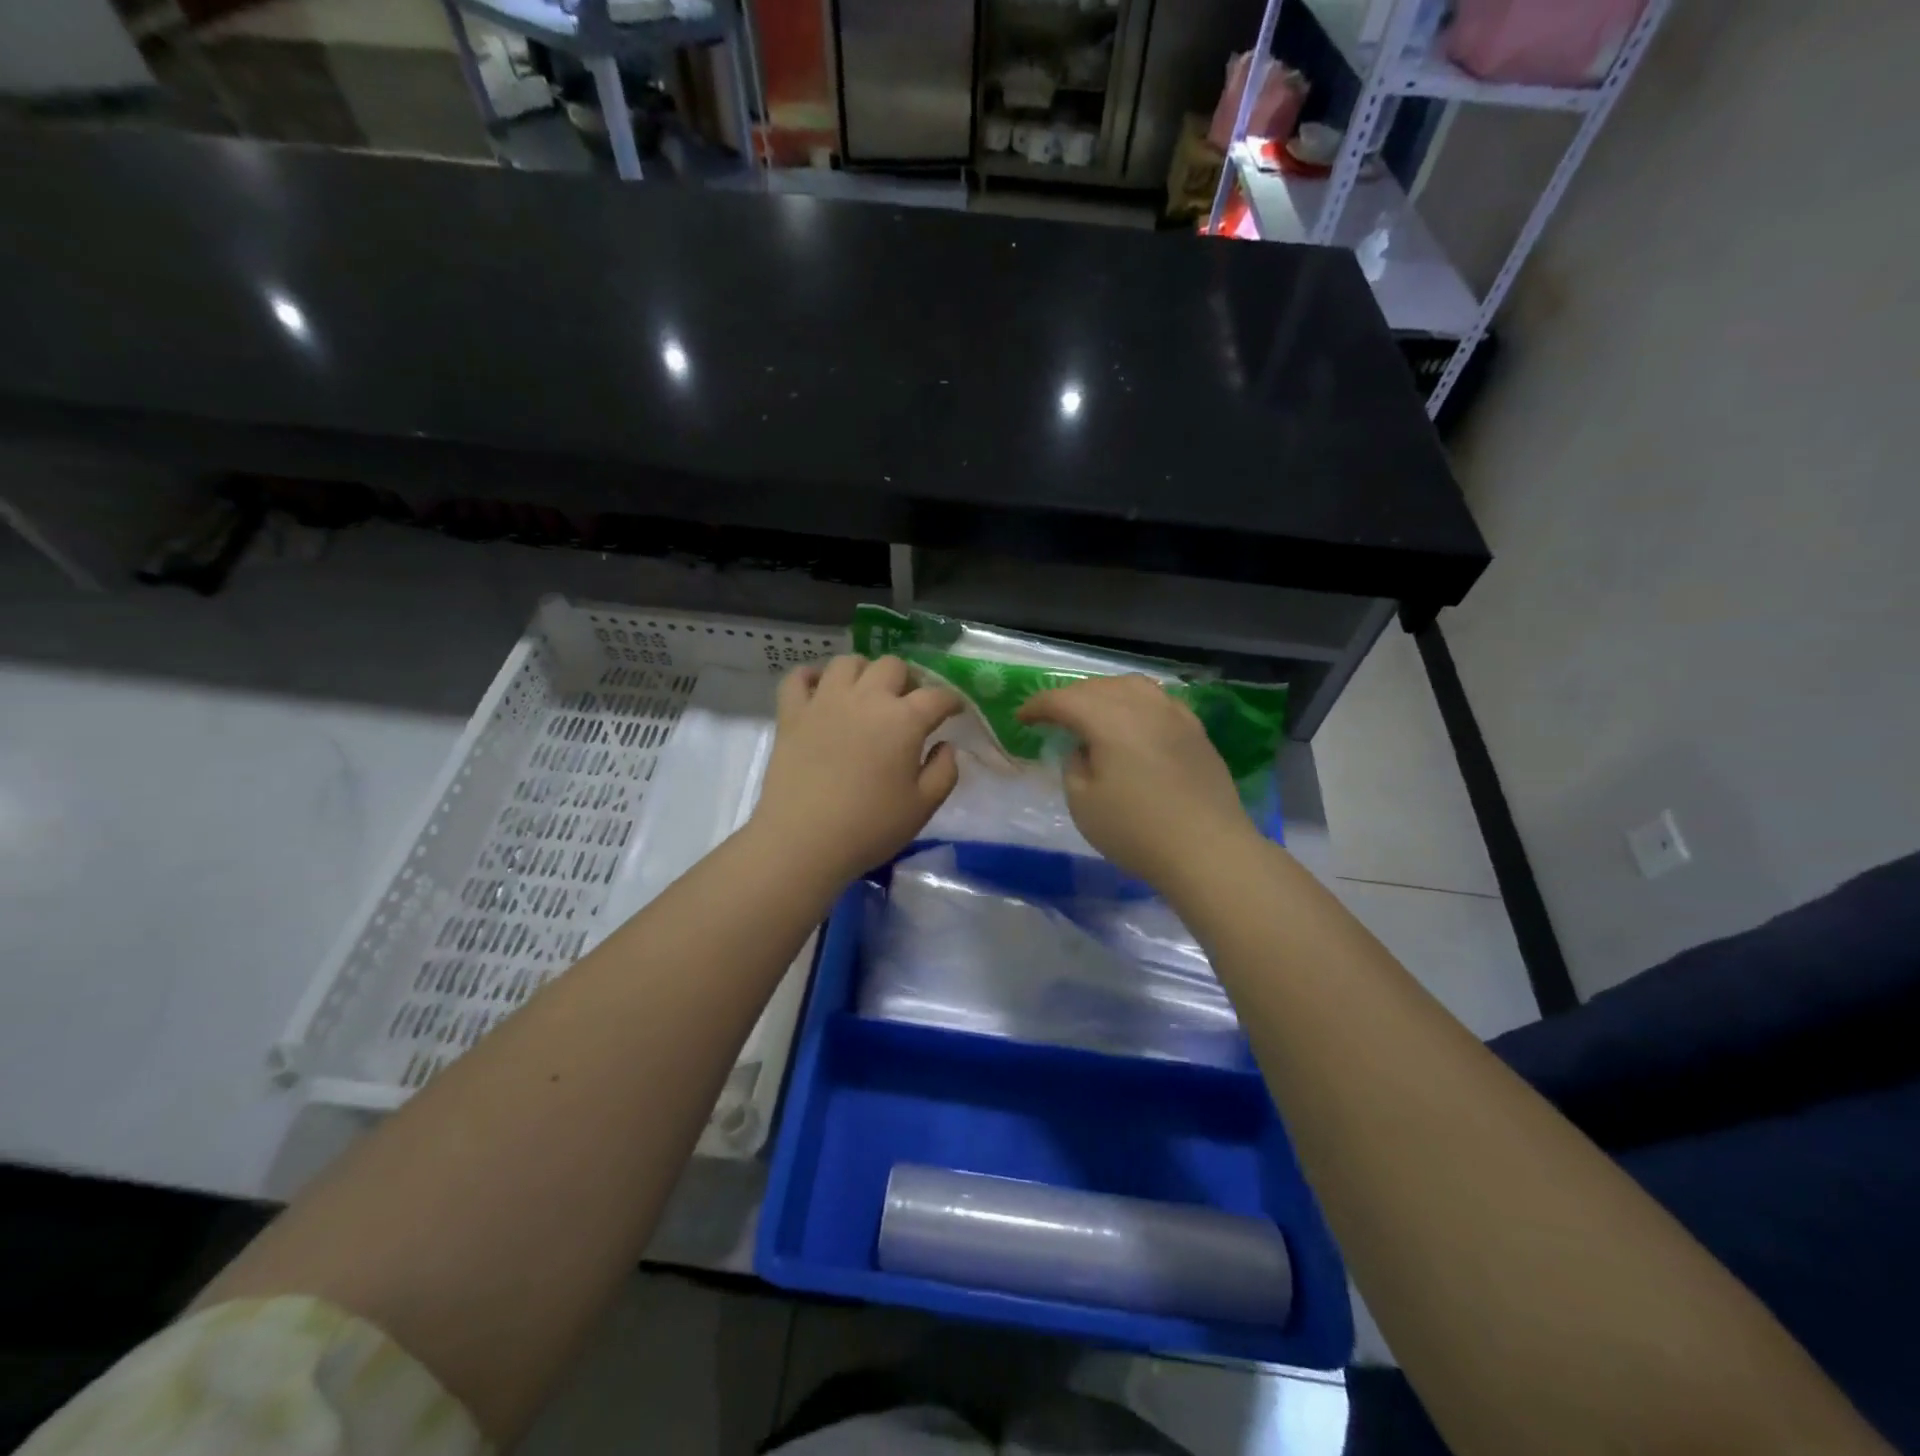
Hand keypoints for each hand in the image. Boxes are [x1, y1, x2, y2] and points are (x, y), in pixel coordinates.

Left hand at [752, 655, 962, 888]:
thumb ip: (944, 771)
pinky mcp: (792, 713)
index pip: (937, 696)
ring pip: (848, 662)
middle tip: (909, 704)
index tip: (955, 711)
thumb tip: (946, 746)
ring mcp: (825, 701)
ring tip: (866, 694)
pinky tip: (820, 690)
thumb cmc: (870, 827)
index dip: (951, 701)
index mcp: (904, 719)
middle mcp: (866, 698)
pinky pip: (798, 677)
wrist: (803, 841)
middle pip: (893, 666)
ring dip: (864, 672)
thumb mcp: (923, 806)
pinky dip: (811, 677)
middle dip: (908, 680)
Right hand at [1018, 674, 1257, 888]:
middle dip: (1069, 697)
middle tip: (1053, 717)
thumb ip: (1073, 766)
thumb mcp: (1083, 804)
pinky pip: (1159, 701)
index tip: (1022, 719)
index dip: (1038, 706)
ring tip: (1093, 713)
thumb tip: (1082, 749)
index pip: (1064, 699)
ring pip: (1132, 686)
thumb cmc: (1136, 830)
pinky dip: (1137, 703)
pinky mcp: (1196, 731)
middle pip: (1098, 687)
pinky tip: (1135, 723)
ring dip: (1105, 694)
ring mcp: (1175, 715)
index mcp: (1109, 719)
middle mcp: (1142, 706)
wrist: (1208, 850)